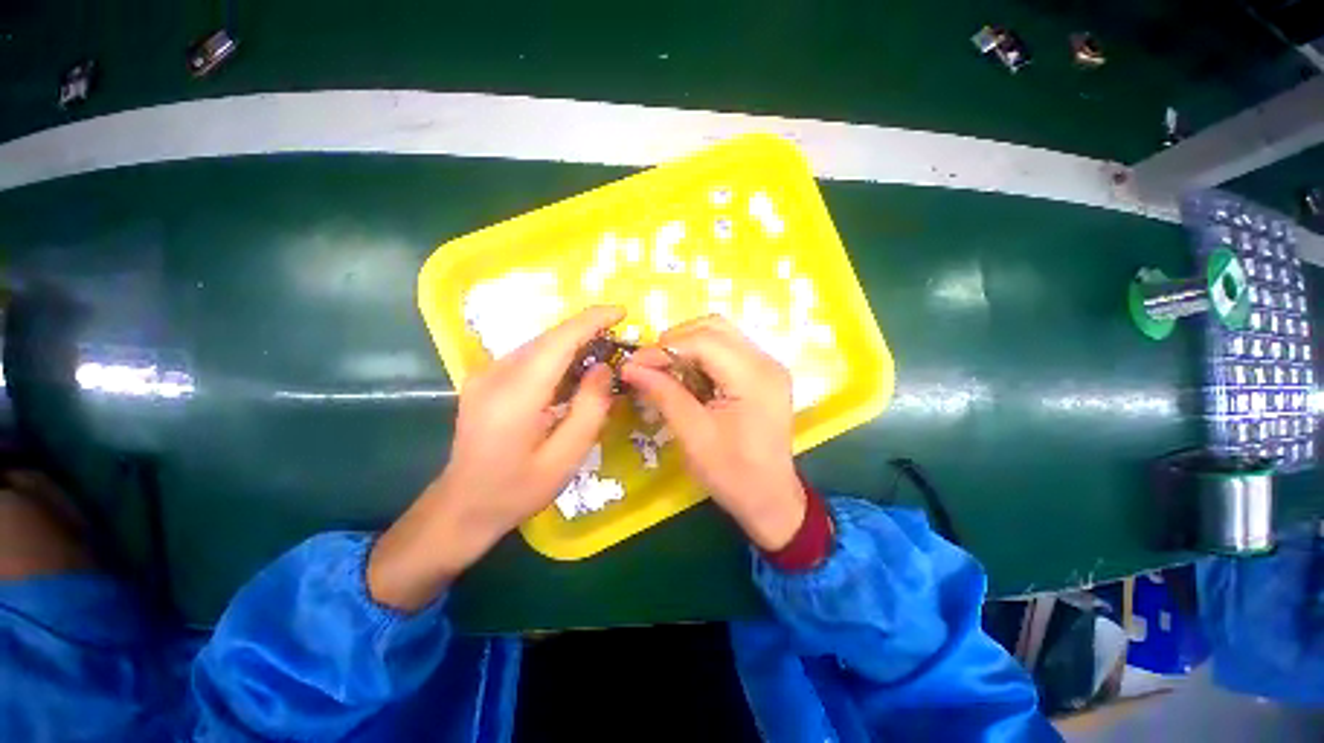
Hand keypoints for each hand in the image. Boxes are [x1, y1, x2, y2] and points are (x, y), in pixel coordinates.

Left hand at [368, 305, 623, 610]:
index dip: (591, 321)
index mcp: (515, 397)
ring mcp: (484, 375)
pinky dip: (556, 355)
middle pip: (548, 338)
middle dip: (586, 329)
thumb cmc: (517, 489)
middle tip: (618, 338)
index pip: (558, 342)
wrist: (462, 506)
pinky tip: (572, 371)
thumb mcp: (566, 458)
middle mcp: (494, 375)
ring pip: (538, 344)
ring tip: (602, 352)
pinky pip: (528, 356)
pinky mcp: (484, 379)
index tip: (621, 312)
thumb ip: (590, 409)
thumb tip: (604, 367)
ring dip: (572, 342)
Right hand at [621, 316, 806, 551]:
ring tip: (665, 369)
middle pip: (714, 327)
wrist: (770, 499)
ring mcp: (768, 365)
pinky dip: (702, 356)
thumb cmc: (732, 474)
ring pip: (720, 334)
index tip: (634, 364)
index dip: (664, 348)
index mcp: (754, 377)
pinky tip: (687, 375)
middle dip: (676, 341)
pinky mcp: (763, 374)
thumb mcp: (693, 435)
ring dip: (688, 345)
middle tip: (650, 365)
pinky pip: (727, 350)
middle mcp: (766, 362)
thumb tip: (630, 367)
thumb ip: (664, 393)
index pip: (704, 341)